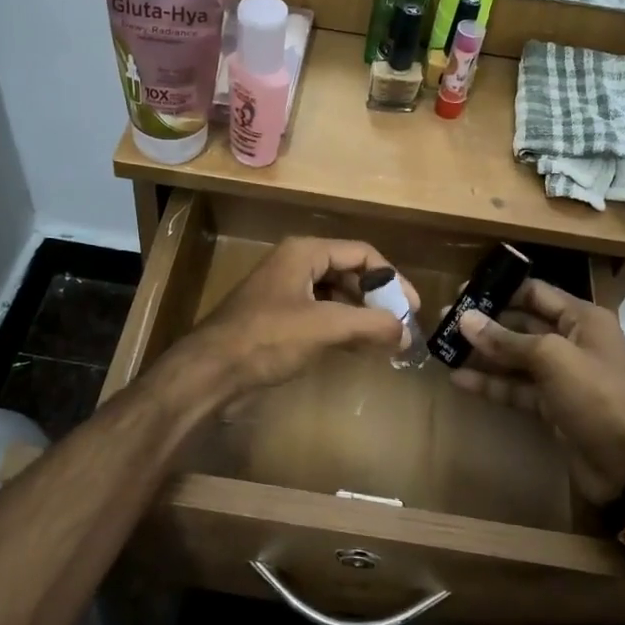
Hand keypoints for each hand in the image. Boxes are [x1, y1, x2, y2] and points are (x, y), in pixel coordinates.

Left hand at [165, 237, 418, 397]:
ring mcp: (286, 292)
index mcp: (306, 253)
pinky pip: (321, 315)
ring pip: (336, 296)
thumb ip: (370, 325)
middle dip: (377, 298)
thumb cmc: (267, 338)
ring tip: (386, 340)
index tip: (412, 309)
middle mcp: (296, 265)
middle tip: (401, 326)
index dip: (392, 279)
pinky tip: (358, 349)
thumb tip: (406, 333)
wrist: (211, 371)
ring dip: (362, 315)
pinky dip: (343, 328)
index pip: (363, 254)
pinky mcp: (279, 319)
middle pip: (350, 272)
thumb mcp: (324, 327)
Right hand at [452, 280, 624, 503]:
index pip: (535, 293)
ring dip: (484, 353)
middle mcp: (572, 341)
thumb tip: (465, 319)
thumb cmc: (595, 396)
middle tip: (445, 320)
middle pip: (522, 324)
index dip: (499, 290)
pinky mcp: (551, 405)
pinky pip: (516, 387)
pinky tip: (459, 379)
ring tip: (444, 346)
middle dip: (486, 323)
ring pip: (516, 358)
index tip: (462, 292)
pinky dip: (491, 383)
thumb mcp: (550, 358)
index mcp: (582, 319)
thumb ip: (506, 339)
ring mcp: (561, 376)